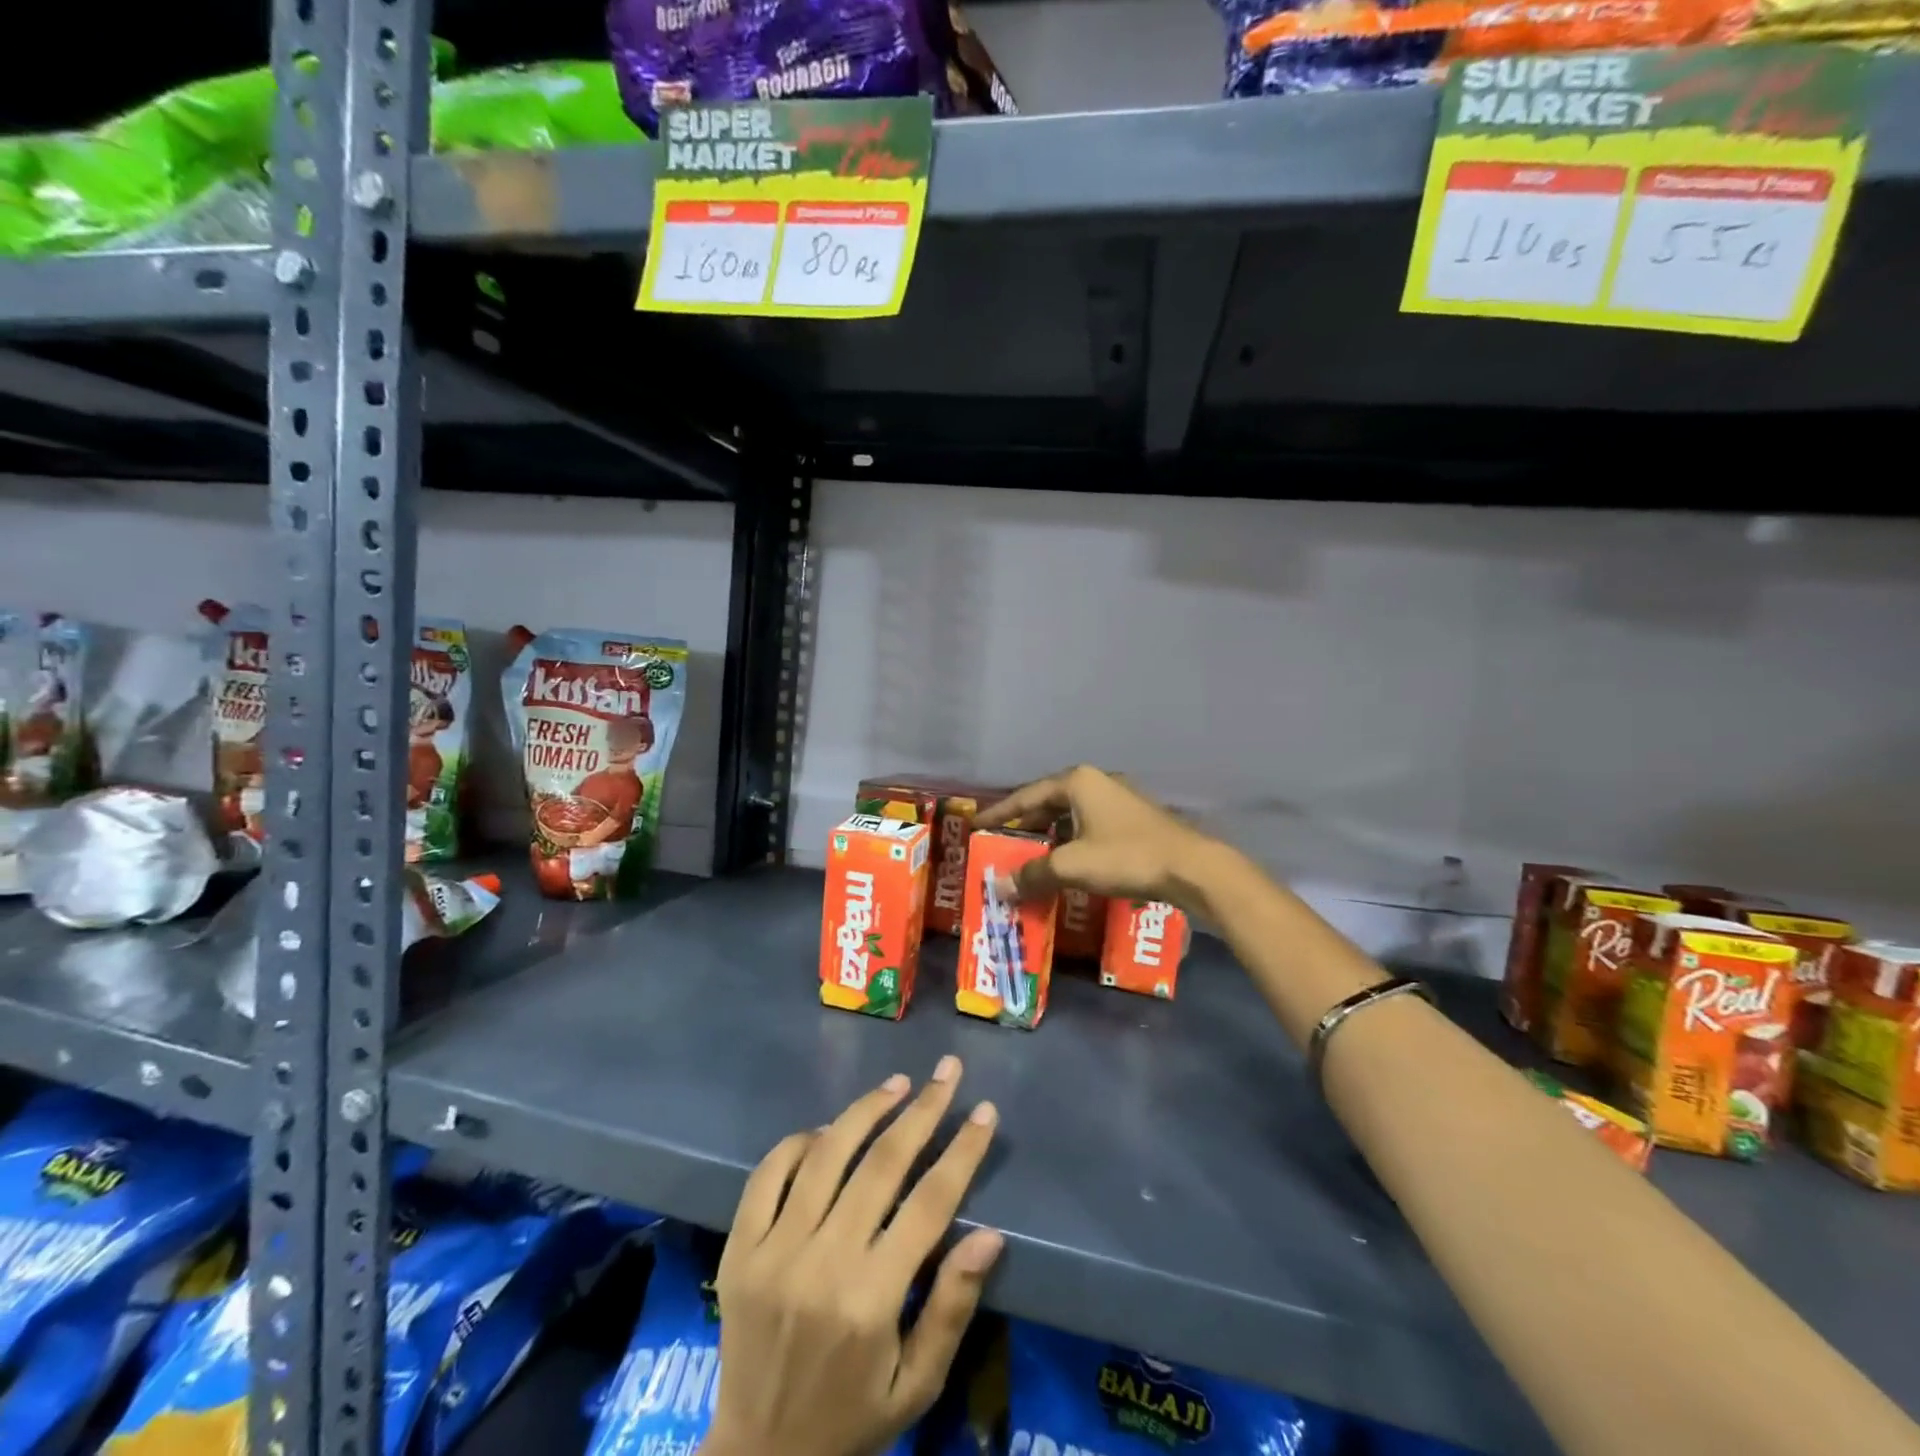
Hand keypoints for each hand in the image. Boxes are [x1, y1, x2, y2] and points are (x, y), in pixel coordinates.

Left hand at [706, 1057, 1003, 1455]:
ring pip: (827, 1154)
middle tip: (947, 1071)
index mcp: (872, 1299)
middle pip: (882, 1164)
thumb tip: (989, 1234)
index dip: (962, 1151)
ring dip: (866, 1110)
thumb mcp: (917, 1385)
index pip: (929, 1203)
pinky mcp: (740, 1248)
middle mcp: (823, 1263)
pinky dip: (801, 1142)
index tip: (985, 1111)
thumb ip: (952, 1307)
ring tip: (898, 1083)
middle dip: (922, 1110)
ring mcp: (775, 1251)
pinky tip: (828, 1128)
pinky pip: (769, 1173)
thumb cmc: (852, 1419)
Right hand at [975, 765, 1216, 910]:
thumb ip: (1033, 873)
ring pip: (1070, 814)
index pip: (1026, 795)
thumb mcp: (1072, 866)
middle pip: (1048, 802)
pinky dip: (1071, 840)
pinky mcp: (1133, 818)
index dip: (999, 812)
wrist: (1191, 867)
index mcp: (1077, 782)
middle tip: (1001, 843)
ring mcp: (1118, 798)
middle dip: (1024, 824)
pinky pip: (1089, 825)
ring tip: (1029, 855)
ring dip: (1048, 834)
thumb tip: (999, 887)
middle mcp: (1096, 782)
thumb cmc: (1126, 857)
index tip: (976, 826)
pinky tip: (1066, 861)